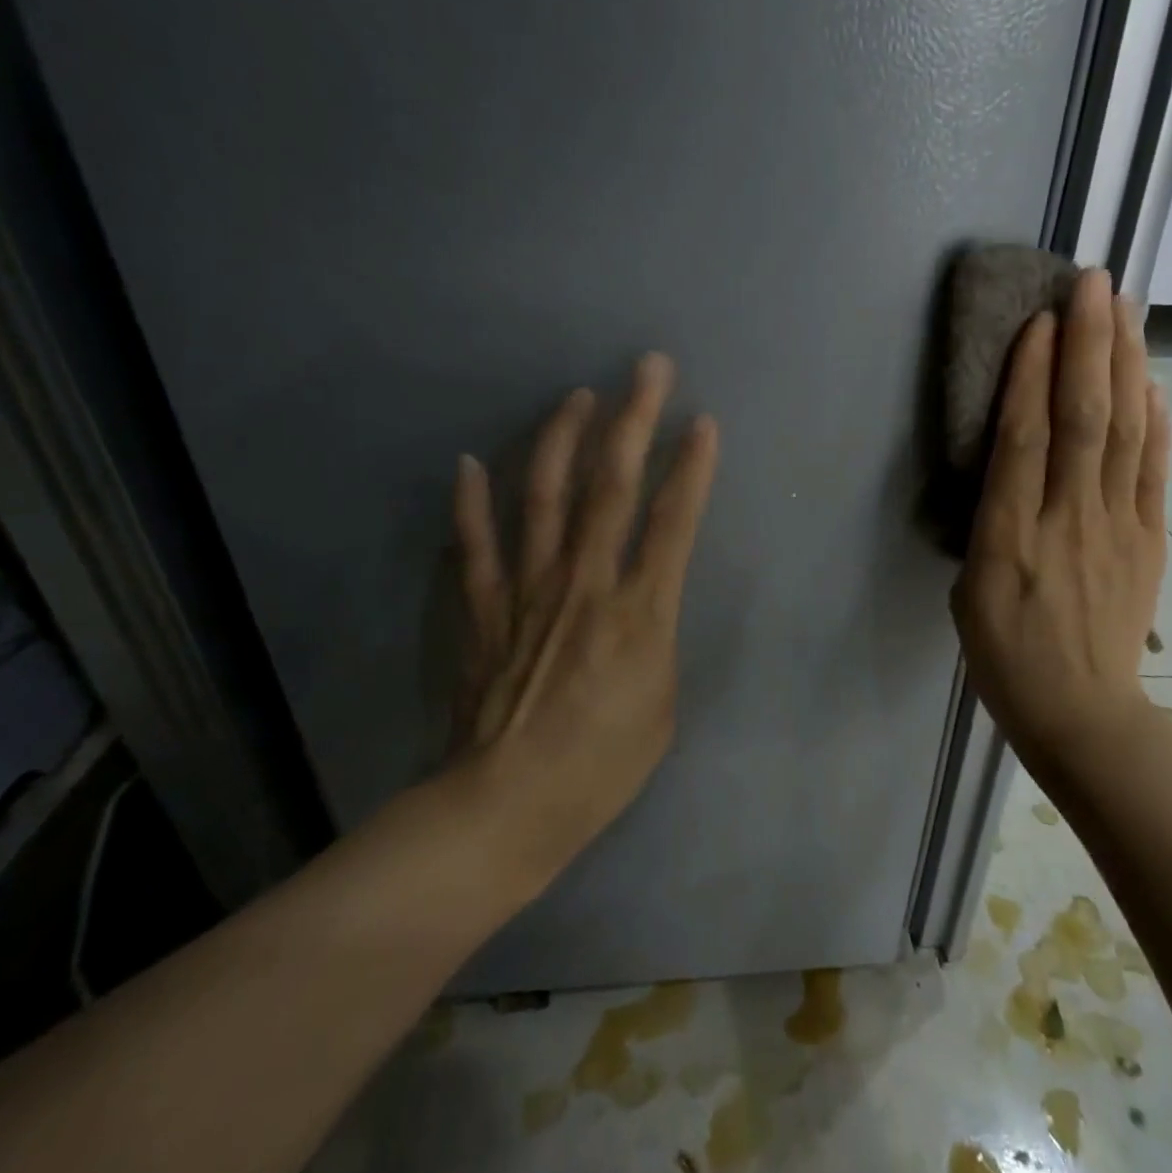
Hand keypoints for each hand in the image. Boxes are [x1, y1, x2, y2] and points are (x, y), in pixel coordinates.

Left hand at [446, 353, 718, 878]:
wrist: (509, 804)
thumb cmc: (602, 764)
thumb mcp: (663, 703)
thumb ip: (658, 636)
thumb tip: (646, 599)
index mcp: (640, 611)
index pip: (673, 521)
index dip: (692, 467)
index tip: (703, 421)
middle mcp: (585, 582)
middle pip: (612, 486)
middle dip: (634, 420)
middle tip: (647, 367)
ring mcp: (528, 588)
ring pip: (545, 496)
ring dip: (563, 439)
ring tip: (577, 397)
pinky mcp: (485, 607)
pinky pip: (475, 544)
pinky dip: (470, 502)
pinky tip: (468, 463)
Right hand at [951, 270, 1169, 759]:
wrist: (1081, 713)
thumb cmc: (1006, 655)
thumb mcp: (969, 591)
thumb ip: (989, 522)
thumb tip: (1011, 463)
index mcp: (1010, 538)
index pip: (1024, 440)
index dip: (1032, 376)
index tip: (1040, 321)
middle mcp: (1068, 521)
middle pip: (1084, 420)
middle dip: (1089, 346)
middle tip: (1093, 284)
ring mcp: (1118, 528)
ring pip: (1126, 433)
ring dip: (1126, 365)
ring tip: (1127, 310)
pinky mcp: (1151, 539)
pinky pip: (1155, 470)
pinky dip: (1157, 420)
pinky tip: (1153, 380)